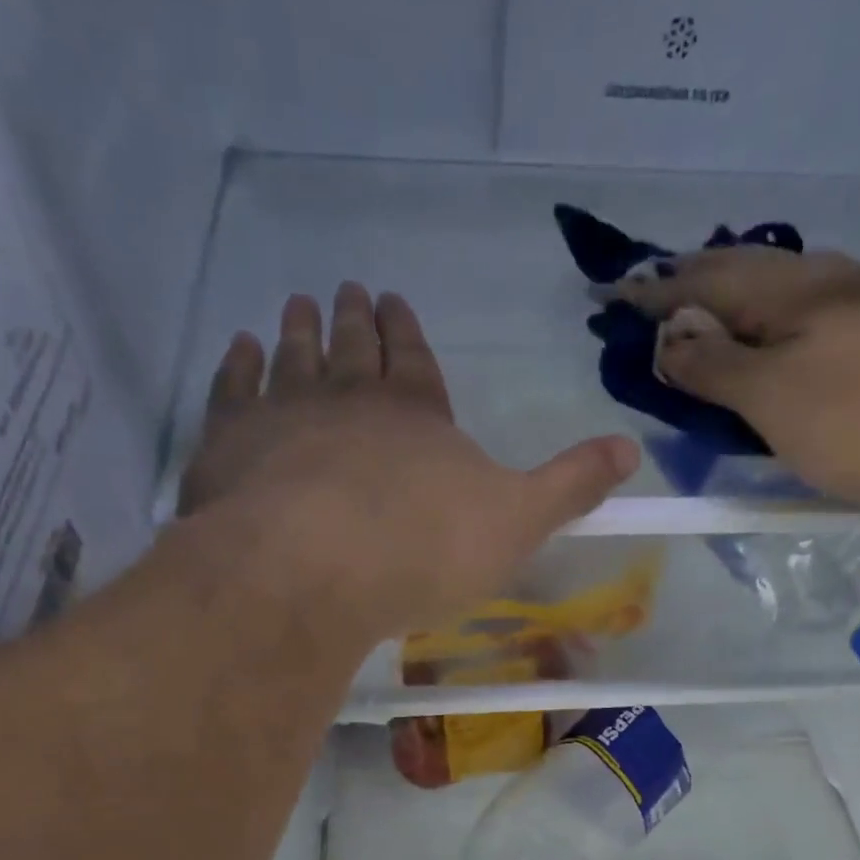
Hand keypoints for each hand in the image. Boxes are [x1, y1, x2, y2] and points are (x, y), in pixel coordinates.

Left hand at [177, 284, 638, 643]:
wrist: (312, 570)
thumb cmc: (422, 549)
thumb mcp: (517, 523)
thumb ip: (569, 485)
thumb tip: (631, 449)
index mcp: (417, 414)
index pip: (415, 360)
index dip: (407, 333)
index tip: (394, 302)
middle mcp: (350, 399)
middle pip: (353, 348)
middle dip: (353, 320)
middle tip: (346, 289)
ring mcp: (283, 415)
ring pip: (293, 358)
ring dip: (298, 331)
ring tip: (296, 305)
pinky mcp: (228, 445)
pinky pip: (233, 390)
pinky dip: (236, 366)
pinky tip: (239, 348)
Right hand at [613, 248, 859, 513]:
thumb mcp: (774, 396)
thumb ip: (715, 365)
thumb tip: (667, 337)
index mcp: (792, 290)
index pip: (703, 280)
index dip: (654, 294)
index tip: (610, 303)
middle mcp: (829, 286)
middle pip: (745, 279)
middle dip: (692, 292)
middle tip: (651, 310)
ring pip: (780, 304)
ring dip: (734, 314)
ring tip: (701, 333)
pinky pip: (807, 334)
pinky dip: (770, 343)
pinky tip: (771, 362)